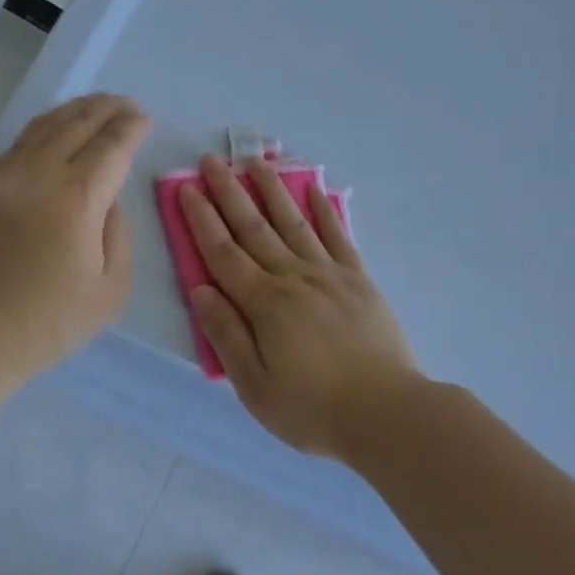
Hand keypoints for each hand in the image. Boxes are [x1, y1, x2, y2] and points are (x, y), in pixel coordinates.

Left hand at [0, 94, 150, 383]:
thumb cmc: (46, 321)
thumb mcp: (110, 290)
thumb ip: (118, 235)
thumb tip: (108, 201)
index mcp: (78, 197)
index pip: (111, 146)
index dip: (131, 128)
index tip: (143, 117)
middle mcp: (40, 173)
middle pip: (77, 124)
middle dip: (105, 108)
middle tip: (124, 102)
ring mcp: (4, 176)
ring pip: (43, 127)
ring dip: (73, 111)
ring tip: (92, 105)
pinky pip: (17, 144)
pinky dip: (42, 128)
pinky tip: (50, 132)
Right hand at [179, 154, 421, 458]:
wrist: (387, 413)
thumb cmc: (313, 408)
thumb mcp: (255, 385)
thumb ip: (226, 333)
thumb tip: (200, 289)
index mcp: (264, 303)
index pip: (223, 252)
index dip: (202, 220)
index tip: (187, 189)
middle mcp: (293, 277)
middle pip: (254, 227)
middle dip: (229, 192)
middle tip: (212, 161)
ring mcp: (329, 275)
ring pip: (293, 222)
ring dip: (272, 190)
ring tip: (256, 161)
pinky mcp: (359, 280)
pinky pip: (338, 236)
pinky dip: (325, 210)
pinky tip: (314, 189)